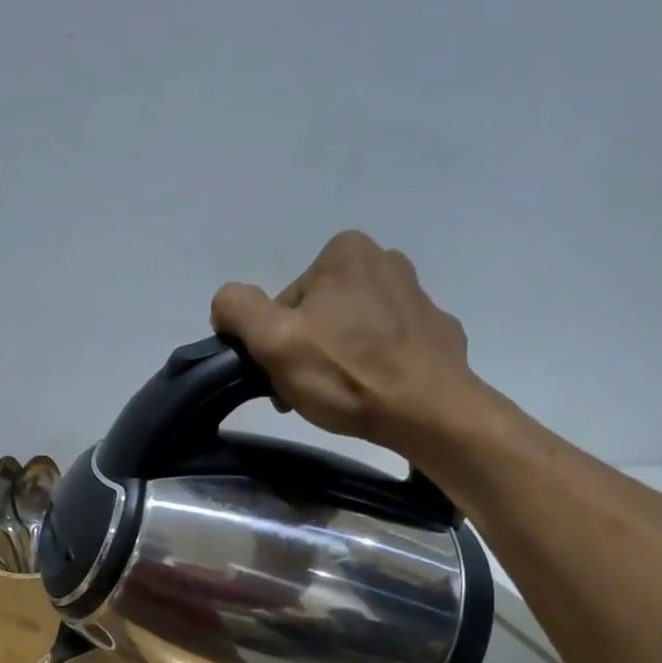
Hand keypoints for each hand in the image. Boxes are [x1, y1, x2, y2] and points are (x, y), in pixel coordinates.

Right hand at [210, 231, 481, 456]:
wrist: (428, 411)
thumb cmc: (347, 374)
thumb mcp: (274, 342)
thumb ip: (238, 310)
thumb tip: (225, 303)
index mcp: (344, 251)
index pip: (285, 303)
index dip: (276, 344)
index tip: (284, 377)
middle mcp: (385, 259)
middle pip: (319, 314)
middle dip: (308, 351)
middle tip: (310, 392)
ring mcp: (417, 294)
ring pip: (353, 329)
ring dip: (340, 359)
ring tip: (343, 397)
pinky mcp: (436, 330)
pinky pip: (389, 345)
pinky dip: (376, 365)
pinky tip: (375, 392)